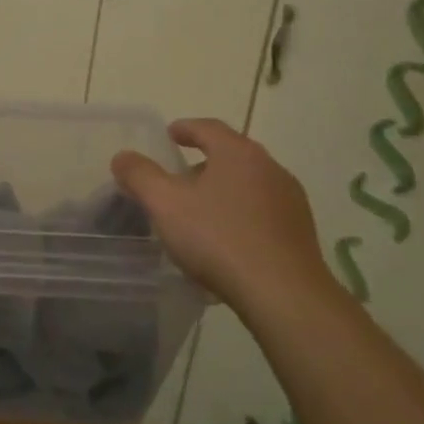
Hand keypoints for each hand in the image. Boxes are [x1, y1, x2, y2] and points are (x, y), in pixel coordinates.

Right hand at [111, 118, 333, 313]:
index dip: (185, 128)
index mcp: (238, 154)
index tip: (169, 135)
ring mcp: (291, 201)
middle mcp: (270, 168)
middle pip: (231, 155)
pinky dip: (241, 215)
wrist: (283, 295)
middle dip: (203, 163)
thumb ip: (140, 175)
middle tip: (178, 178)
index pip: (208, 128)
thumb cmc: (219, 239)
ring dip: (223, 190)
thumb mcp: (165, 204)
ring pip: (249, 184)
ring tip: (200, 212)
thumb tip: (123, 157)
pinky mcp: (300, 232)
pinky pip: (263, 212)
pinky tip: (226, 240)